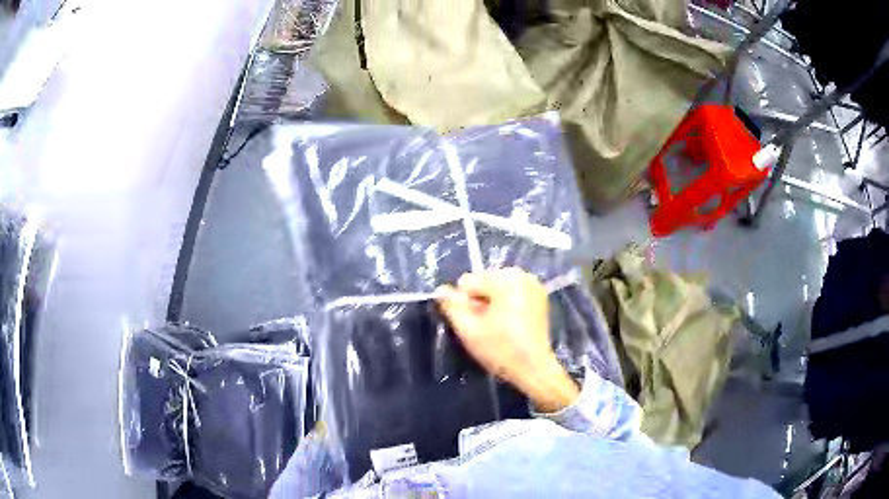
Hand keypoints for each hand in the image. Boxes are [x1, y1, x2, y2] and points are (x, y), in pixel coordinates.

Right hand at [436, 268, 578, 412]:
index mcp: (505, 278)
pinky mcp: (539, 296)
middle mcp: (521, 274)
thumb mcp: (468, 330)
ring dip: (492, 304)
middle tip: (487, 328)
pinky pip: (511, 294)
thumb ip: (451, 306)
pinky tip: (510, 325)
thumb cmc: (501, 349)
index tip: (477, 325)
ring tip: (498, 328)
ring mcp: (533, 284)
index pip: (467, 282)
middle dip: (480, 302)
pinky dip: (506, 305)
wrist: (535, 369)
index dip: (465, 305)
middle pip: (483, 282)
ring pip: (496, 288)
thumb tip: (440, 290)